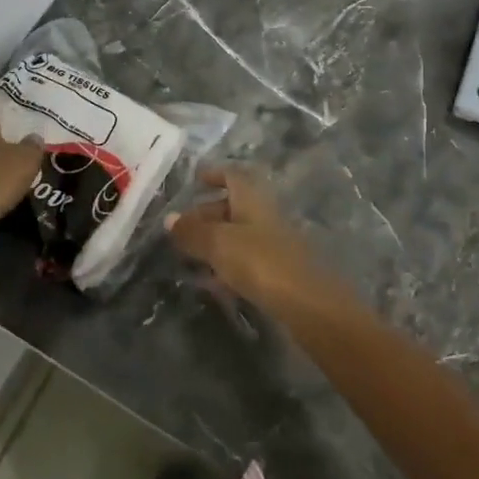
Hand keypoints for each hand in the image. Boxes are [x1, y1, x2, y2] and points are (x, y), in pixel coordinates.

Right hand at [167, 166, 321, 309]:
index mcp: (252, 199)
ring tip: (189, 255)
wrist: (309, 304)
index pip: (232, 175)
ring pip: (238, 234)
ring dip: (215, 241)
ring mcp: (273, 244)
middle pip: (233, 206)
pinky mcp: (278, 272)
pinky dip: (227, 264)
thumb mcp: (219, 244)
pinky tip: (212, 281)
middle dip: (207, 212)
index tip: (195, 179)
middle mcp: (264, 215)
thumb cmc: (260, 262)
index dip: (214, 174)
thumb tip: (169, 218)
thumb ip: (193, 231)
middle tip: (181, 227)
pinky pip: (246, 259)